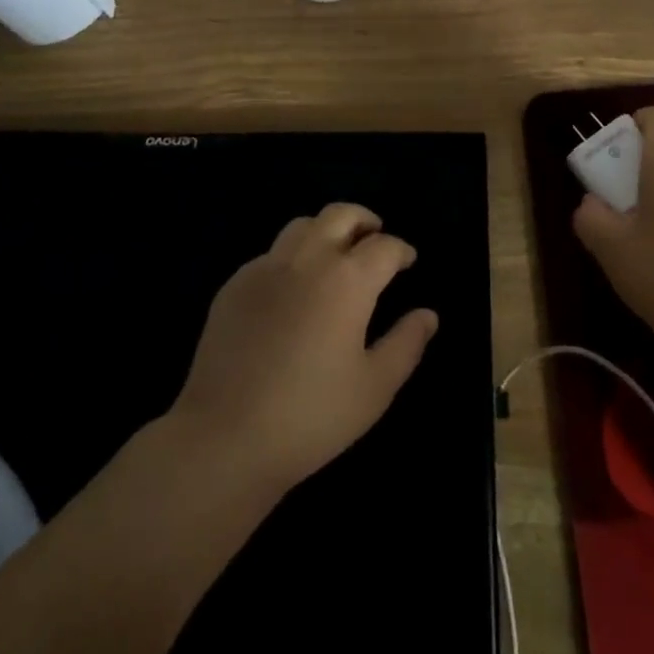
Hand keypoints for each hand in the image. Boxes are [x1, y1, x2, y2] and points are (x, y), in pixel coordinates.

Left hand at [170, 203, 438, 493]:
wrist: (225, 438)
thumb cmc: (311, 416)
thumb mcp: (375, 388)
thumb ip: (406, 344)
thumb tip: (428, 315)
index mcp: (347, 279)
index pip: (384, 246)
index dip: (401, 250)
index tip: (407, 261)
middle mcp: (308, 259)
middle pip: (341, 215)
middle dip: (364, 221)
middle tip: (374, 239)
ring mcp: (266, 267)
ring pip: (302, 225)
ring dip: (326, 231)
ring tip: (335, 256)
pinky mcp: (235, 285)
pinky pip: (271, 254)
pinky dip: (292, 257)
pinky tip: (293, 289)